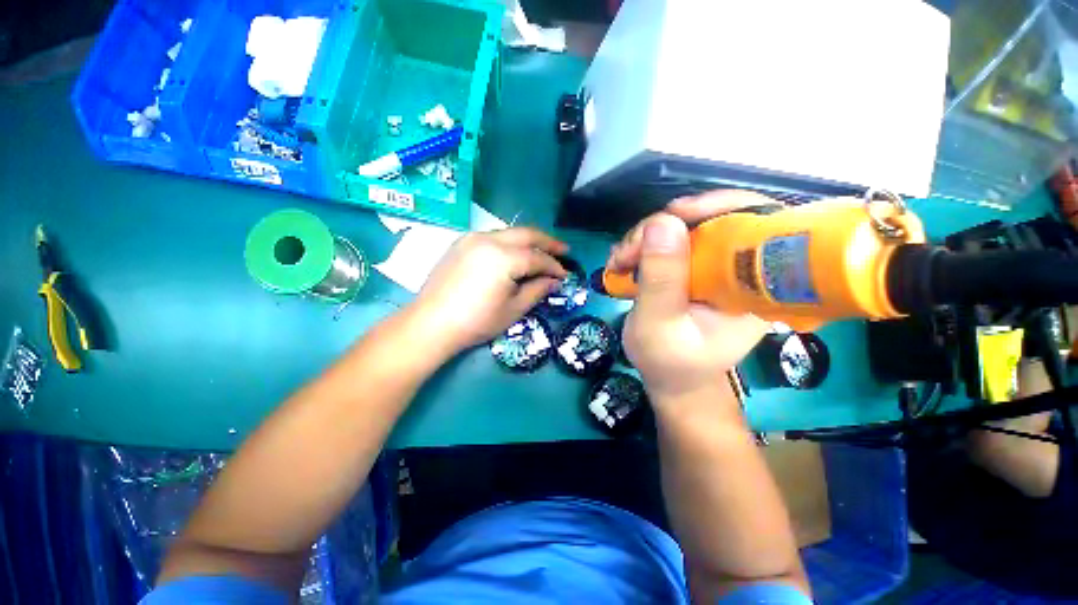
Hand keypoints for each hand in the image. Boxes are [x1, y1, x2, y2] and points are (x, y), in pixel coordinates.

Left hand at [412, 228, 568, 352]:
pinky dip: (509, 243)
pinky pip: (492, 237)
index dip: (554, 266)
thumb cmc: (476, 321)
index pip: (537, 258)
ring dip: (528, 240)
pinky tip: (514, 254)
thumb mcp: (513, 309)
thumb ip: (537, 290)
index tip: (564, 275)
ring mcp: (472, 238)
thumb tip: (554, 281)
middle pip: (526, 233)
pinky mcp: (461, 243)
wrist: (431, 323)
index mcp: (504, 257)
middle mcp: (489, 239)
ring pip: (509, 233)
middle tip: (564, 250)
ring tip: (541, 251)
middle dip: (548, 241)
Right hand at [609, 192, 776, 402]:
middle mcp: (738, 271)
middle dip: (662, 228)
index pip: (758, 223)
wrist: (670, 379)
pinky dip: (641, 247)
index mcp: (751, 286)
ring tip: (619, 264)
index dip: (720, 205)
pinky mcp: (691, 270)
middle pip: (712, 219)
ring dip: (644, 239)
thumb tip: (662, 222)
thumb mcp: (659, 325)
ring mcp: (712, 268)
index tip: (674, 213)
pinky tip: (623, 264)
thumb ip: (661, 279)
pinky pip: (668, 242)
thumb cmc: (669, 362)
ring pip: (683, 228)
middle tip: (627, 252)